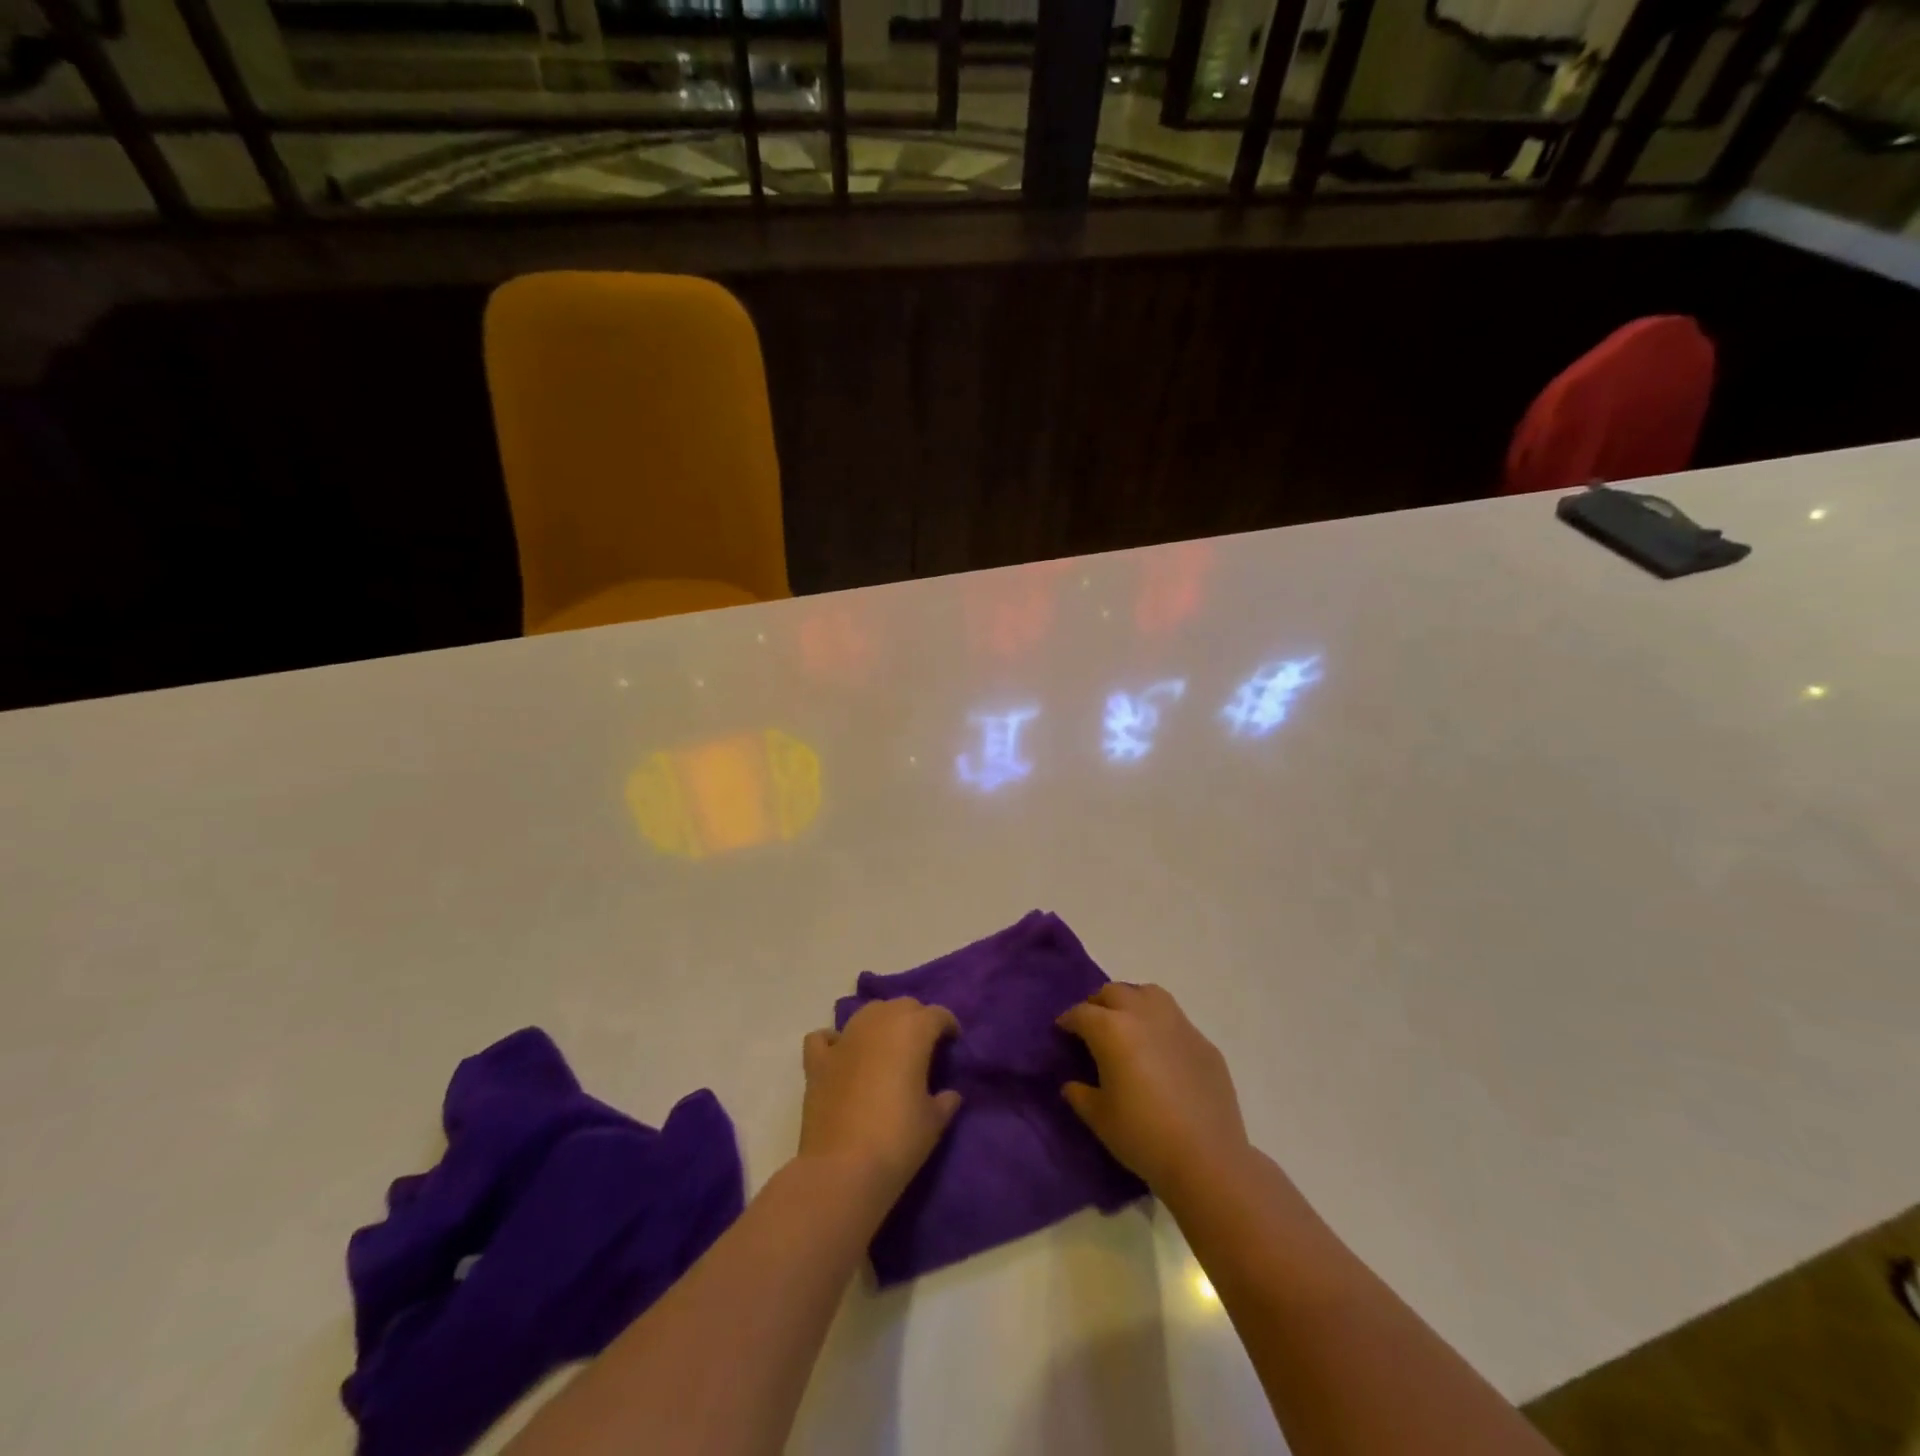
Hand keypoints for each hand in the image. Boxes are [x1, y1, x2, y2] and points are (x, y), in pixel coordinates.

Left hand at [799, 998, 962, 1207]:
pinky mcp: (817, 1062)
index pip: (937, 1014)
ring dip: (882, 1022)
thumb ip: (945, 1100)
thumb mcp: (934, 1122)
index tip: (953, 1044)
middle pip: (903, 1005)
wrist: (843, 1169)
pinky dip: (835, 1040)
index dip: (948, 1025)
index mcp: (912, 1031)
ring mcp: (844, 1039)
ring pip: (868, 1012)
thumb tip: (949, 1093)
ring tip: (889, 1048)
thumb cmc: (898, 1140)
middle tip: (924, 1047)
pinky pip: (825, 1038)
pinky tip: (842, 1053)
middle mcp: (878, 1023)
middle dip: (917, 1019)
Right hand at [1057, 983, 1249, 1195]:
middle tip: (1093, 1026)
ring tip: (1127, 1024)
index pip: (1081, 1013)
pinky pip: (1175, 1019)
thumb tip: (1072, 1084)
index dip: (1068, 1020)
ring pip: (1148, 993)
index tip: (1063, 1030)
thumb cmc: (1143, 1137)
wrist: (1207, 1158)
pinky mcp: (1202, 1041)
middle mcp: (1143, 1015)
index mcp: (1112, 1030)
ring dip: (1131, 1001)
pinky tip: (1160, 1050)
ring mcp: (1177, 1024)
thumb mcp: (1099, 1118)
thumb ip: (1080, 1094)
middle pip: (1113, 992)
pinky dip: (1160, 1024)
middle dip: (1098, 1004)